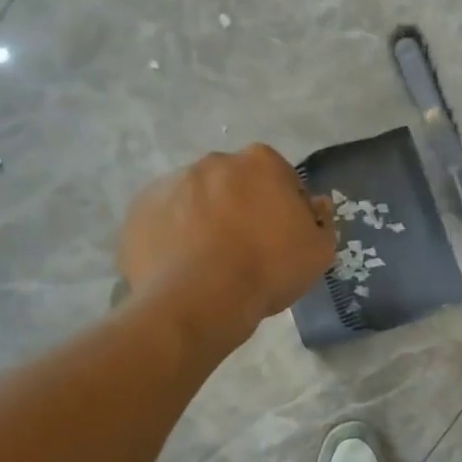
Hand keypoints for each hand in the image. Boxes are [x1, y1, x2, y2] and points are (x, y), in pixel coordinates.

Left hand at [118, 146, 334, 346]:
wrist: (200, 300)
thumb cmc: (268, 269)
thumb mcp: (319, 252)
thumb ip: (322, 221)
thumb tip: (314, 205)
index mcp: (261, 163)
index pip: (281, 177)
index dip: (285, 206)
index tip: (284, 234)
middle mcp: (214, 162)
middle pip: (235, 183)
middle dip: (242, 205)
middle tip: (248, 247)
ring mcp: (171, 183)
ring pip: (197, 198)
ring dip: (206, 218)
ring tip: (211, 261)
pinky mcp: (139, 209)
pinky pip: (165, 218)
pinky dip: (174, 234)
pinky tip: (184, 265)